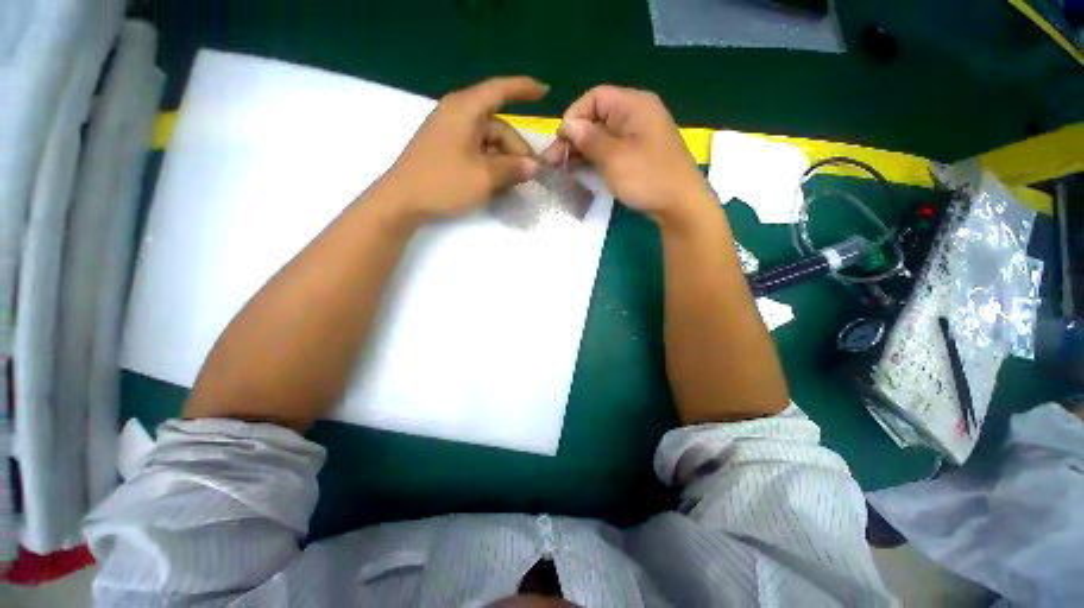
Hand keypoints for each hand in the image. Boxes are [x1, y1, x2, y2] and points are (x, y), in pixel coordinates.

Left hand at [381, 76, 548, 223]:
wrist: (402, 201)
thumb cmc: (444, 182)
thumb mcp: (484, 177)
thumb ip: (513, 168)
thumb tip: (535, 166)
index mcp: (465, 110)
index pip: (500, 90)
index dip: (525, 89)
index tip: (546, 92)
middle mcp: (458, 115)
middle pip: (498, 126)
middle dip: (516, 150)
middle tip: (529, 176)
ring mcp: (450, 133)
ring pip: (489, 142)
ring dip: (504, 162)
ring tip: (514, 185)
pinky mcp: (446, 150)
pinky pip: (477, 151)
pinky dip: (490, 165)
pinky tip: (497, 183)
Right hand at [541, 85, 711, 225]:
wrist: (680, 206)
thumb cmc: (648, 178)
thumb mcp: (614, 158)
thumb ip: (589, 139)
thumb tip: (567, 125)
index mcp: (634, 105)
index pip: (594, 97)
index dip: (574, 117)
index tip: (561, 143)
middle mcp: (637, 114)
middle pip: (597, 116)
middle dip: (575, 137)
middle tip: (555, 161)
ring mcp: (638, 135)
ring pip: (602, 135)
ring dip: (582, 150)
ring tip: (564, 168)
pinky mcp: (638, 154)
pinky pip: (611, 149)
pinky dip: (595, 158)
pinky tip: (582, 171)